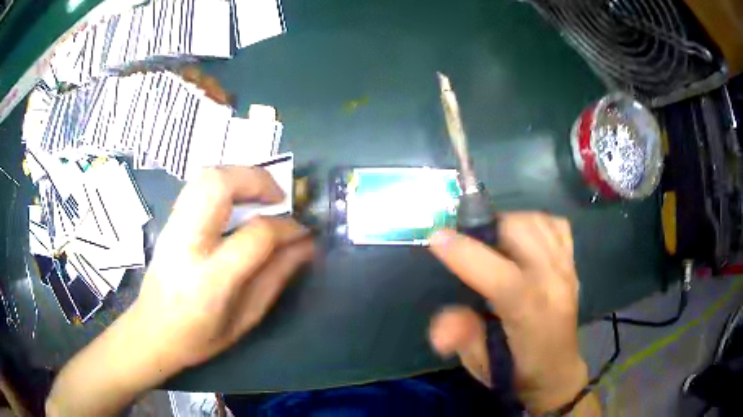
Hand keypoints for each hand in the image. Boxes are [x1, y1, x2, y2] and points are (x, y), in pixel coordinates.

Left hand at [135, 166, 314, 368]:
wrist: (153, 331)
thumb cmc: (200, 336)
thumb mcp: (246, 318)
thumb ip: (277, 277)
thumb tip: (306, 245)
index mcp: (210, 280)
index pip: (256, 235)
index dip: (287, 227)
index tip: (303, 230)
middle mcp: (187, 244)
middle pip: (220, 185)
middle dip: (258, 180)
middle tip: (280, 197)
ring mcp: (173, 227)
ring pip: (206, 176)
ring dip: (240, 175)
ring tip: (260, 195)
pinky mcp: (168, 221)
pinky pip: (198, 185)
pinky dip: (225, 182)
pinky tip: (237, 202)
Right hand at [428, 212, 588, 413]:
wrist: (558, 372)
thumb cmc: (518, 372)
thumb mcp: (483, 366)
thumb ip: (464, 340)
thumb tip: (440, 326)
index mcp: (531, 317)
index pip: (504, 279)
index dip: (468, 255)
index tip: (437, 238)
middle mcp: (554, 286)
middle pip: (523, 235)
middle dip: (487, 230)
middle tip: (467, 243)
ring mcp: (567, 271)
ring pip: (538, 223)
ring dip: (508, 224)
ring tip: (492, 242)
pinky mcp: (572, 264)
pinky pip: (556, 225)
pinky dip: (535, 223)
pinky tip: (522, 240)